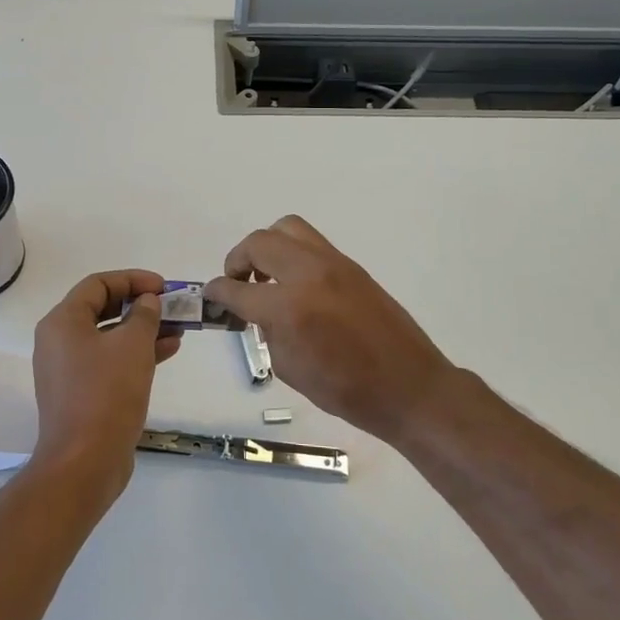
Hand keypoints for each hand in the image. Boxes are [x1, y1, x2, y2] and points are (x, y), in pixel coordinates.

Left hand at [29, 269, 180, 499]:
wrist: (85, 463)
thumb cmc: (107, 394)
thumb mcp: (132, 346)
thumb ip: (144, 316)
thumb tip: (147, 302)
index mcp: (63, 322)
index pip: (98, 284)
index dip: (132, 279)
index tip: (162, 286)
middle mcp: (59, 341)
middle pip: (102, 309)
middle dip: (139, 305)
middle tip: (171, 305)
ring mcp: (69, 369)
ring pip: (109, 337)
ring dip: (143, 330)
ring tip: (178, 328)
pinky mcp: (81, 393)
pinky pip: (110, 361)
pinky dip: (136, 353)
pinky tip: (168, 351)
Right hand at [206, 217, 478, 446]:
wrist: (409, 386)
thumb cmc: (347, 391)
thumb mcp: (290, 369)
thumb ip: (268, 332)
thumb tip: (259, 313)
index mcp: (289, 308)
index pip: (237, 289)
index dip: (216, 292)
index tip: (210, 295)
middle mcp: (308, 274)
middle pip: (259, 243)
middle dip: (238, 260)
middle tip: (238, 282)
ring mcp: (333, 264)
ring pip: (287, 228)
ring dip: (267, 247)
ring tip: (267, 275)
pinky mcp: (351, 265)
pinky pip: (311, 243)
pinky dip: (292, 253)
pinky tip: (295, 283)